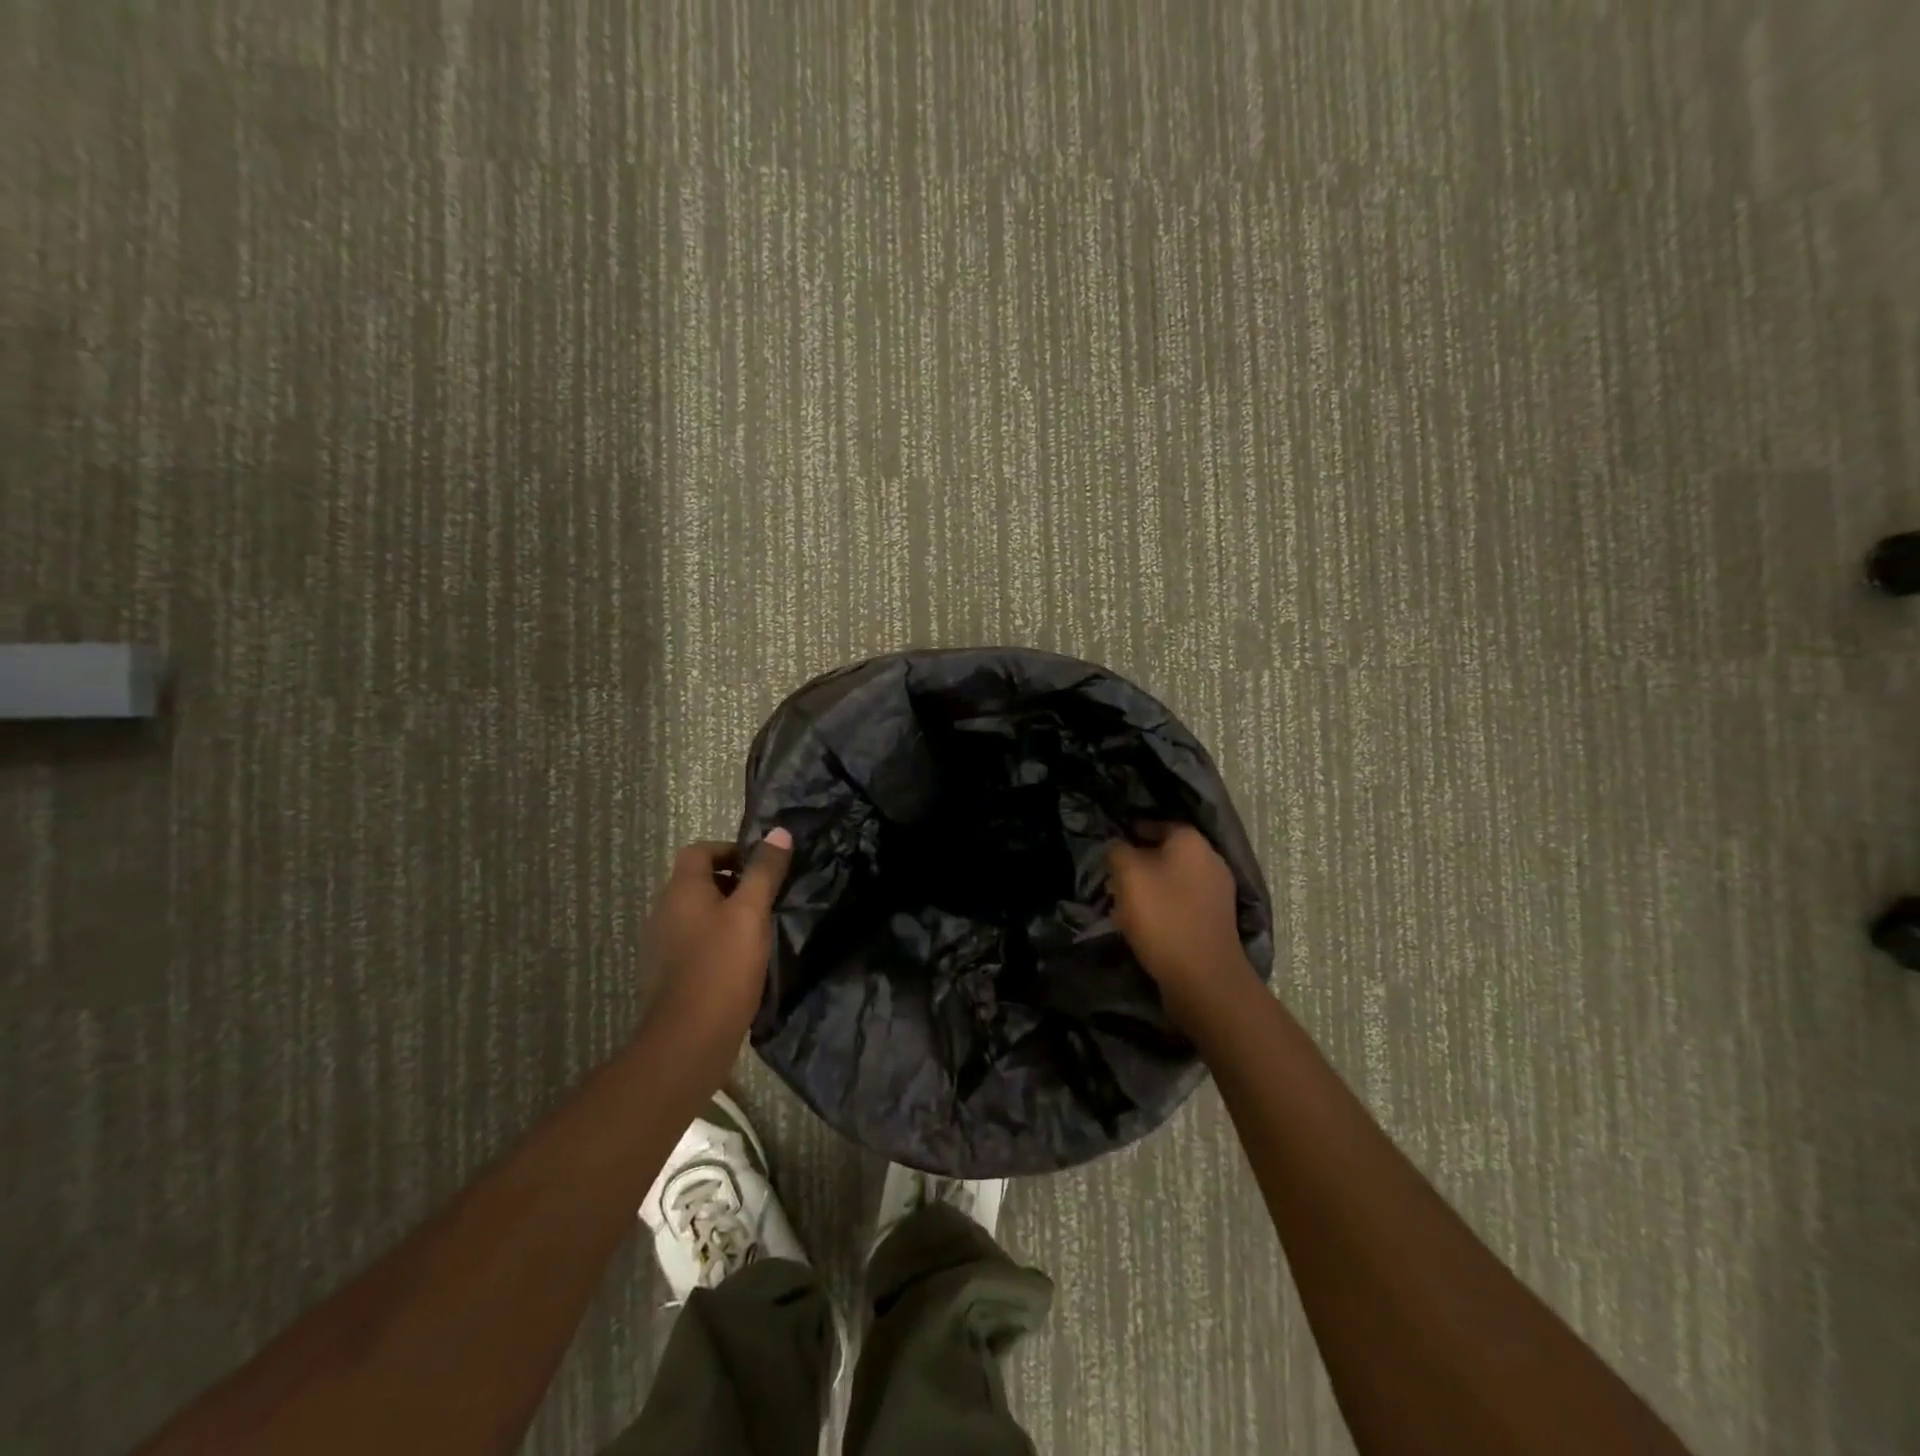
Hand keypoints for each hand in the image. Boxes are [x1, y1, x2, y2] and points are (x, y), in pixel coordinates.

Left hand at [643, 829, 793, 1048]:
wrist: (689, 1039)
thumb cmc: (722, 966)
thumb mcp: (751, 912)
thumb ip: (765, 871)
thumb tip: (779, 832)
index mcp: (681, 890)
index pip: (699, 850)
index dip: (730, 850)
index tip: (761, 865)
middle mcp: (664, 911)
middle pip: (697, 881)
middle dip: (732, 881)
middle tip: (766, 895)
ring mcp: (662, 945)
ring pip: (696, 913)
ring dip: (725, 912)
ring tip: (759, 927)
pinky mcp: (668, 973)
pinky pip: (693, 941)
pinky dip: (716, 939)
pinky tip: (741, 959)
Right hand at [1108, 824, 1255, 1026]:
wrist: (1203, 976)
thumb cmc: (1163, 916)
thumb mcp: (1128, 875)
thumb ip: (1118, 851)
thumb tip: (1118, 846)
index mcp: (1192, 842)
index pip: (1160, 823)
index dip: (1134, 831)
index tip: (1113, 845)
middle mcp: (1211, 861)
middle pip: (1167, 853)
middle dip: (1139, 863)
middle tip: (1113, 878)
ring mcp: (1217, 893)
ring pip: (1174, 880)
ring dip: (1149, 888)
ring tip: (1122, 904)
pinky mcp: (1215, 921)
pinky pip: (1182, 903)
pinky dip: (1163, 907)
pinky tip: (1143, 924)